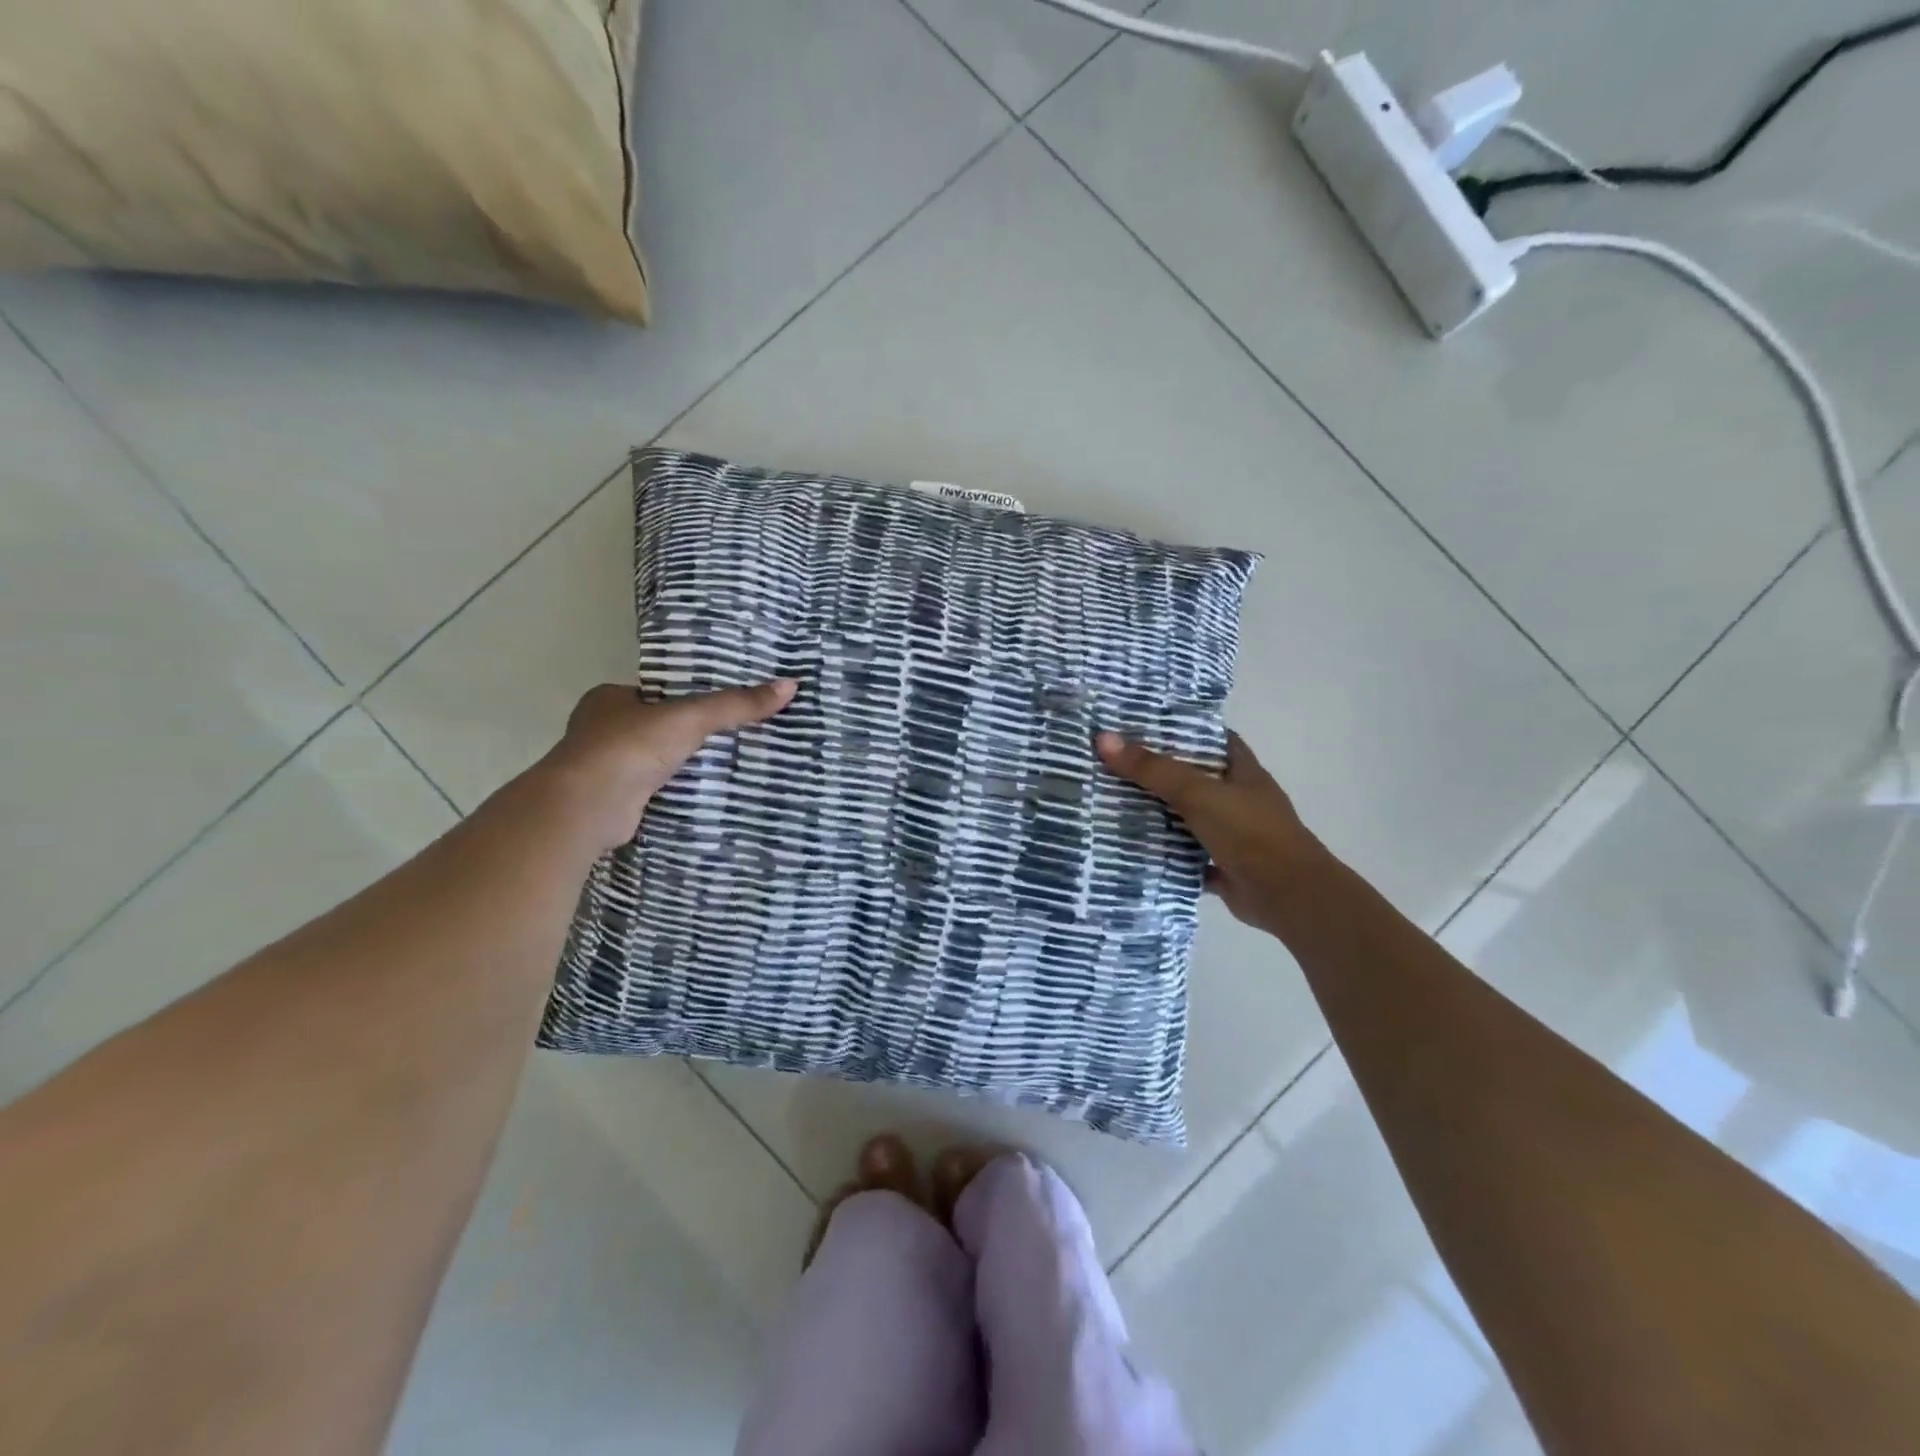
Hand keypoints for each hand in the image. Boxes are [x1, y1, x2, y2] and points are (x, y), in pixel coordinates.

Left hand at [539, 680, 797, 851]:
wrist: (587, 806)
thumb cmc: (630, 747)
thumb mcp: (691, 718)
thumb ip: (736, 704)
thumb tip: (790, 685)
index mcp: (607, 699)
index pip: (654, 694)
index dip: (683, 699)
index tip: (716, 708)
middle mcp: (598, 730)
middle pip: (652, 728)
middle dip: (682, 735)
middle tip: (728, 737)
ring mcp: (601, 768)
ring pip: (649, 761)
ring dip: (676, 765)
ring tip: (722, 766)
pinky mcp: (610, 801)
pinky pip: (649, 790)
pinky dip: (669, 792)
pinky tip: (698, 795)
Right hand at [1096, 730, 1327, 932]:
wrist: (1287, 896)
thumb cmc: (1249, 832)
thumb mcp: (1197, 792)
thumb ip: (1152, 769)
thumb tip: (1102, 738)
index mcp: (1241, 770)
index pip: (1211, 738)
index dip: (1181, 728)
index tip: (1140, 724)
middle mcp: (1237, 798)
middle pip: (1191, 777)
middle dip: (1156, 771)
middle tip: (1110, 761)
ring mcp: (1230, 833)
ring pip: (1185, 816)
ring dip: (1155, 812)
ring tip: (1108, 799)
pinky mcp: (1220, 864)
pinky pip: (1183, 852)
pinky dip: (1161, 851)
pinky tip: (1128, 845)